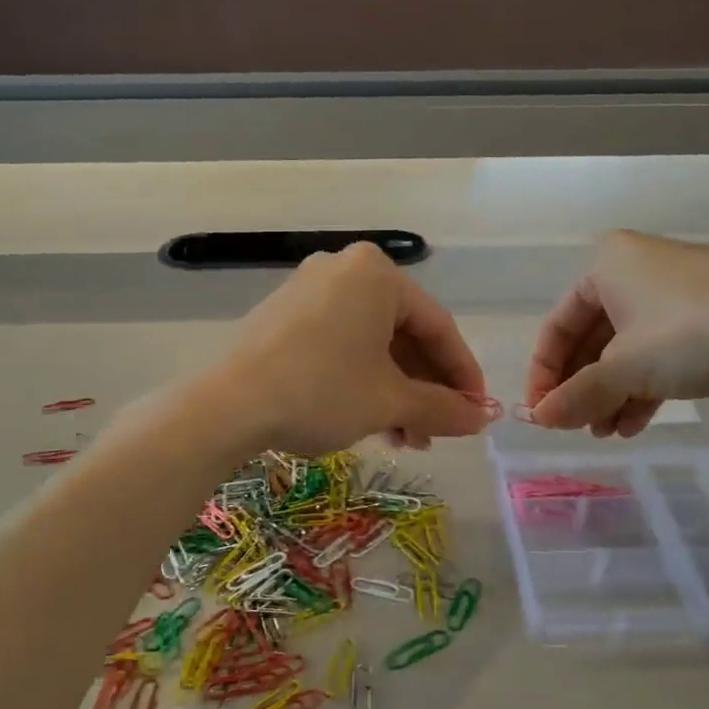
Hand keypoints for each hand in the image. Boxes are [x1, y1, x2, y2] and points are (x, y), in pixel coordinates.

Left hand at [205, 243, 489, 455]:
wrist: (227, 406)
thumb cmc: (321, 391)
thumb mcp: (389, 402)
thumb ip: (442, 408)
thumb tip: (481, 419)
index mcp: (377, 274)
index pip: (438, 326)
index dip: (463, 374)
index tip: (477, 411)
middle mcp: (344, 269)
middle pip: (403, 334)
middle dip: (424, 389)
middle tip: (436, 432)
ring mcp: (309, 289)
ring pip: (371, 343)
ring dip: (394, 392)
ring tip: (404, 439)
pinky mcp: (285, 315)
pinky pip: (340, 343)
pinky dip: (361, 380)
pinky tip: (369, 420)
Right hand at [525, 232, 708, 436]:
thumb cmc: (689, 335)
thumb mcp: (624, 368)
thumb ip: (576, 395)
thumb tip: (536, 420)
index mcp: (608, 264)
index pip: (558, 323)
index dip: (544, 372)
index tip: (541, 412)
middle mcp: (637, 270)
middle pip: (591, 338)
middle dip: (581, 387)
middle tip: (575, 426)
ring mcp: (674, 295)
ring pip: (625, 351)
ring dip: (609, 394)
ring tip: (605, 433)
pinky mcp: (705, 320)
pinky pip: (657, 355)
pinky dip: (641, 388)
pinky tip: (633, 425)